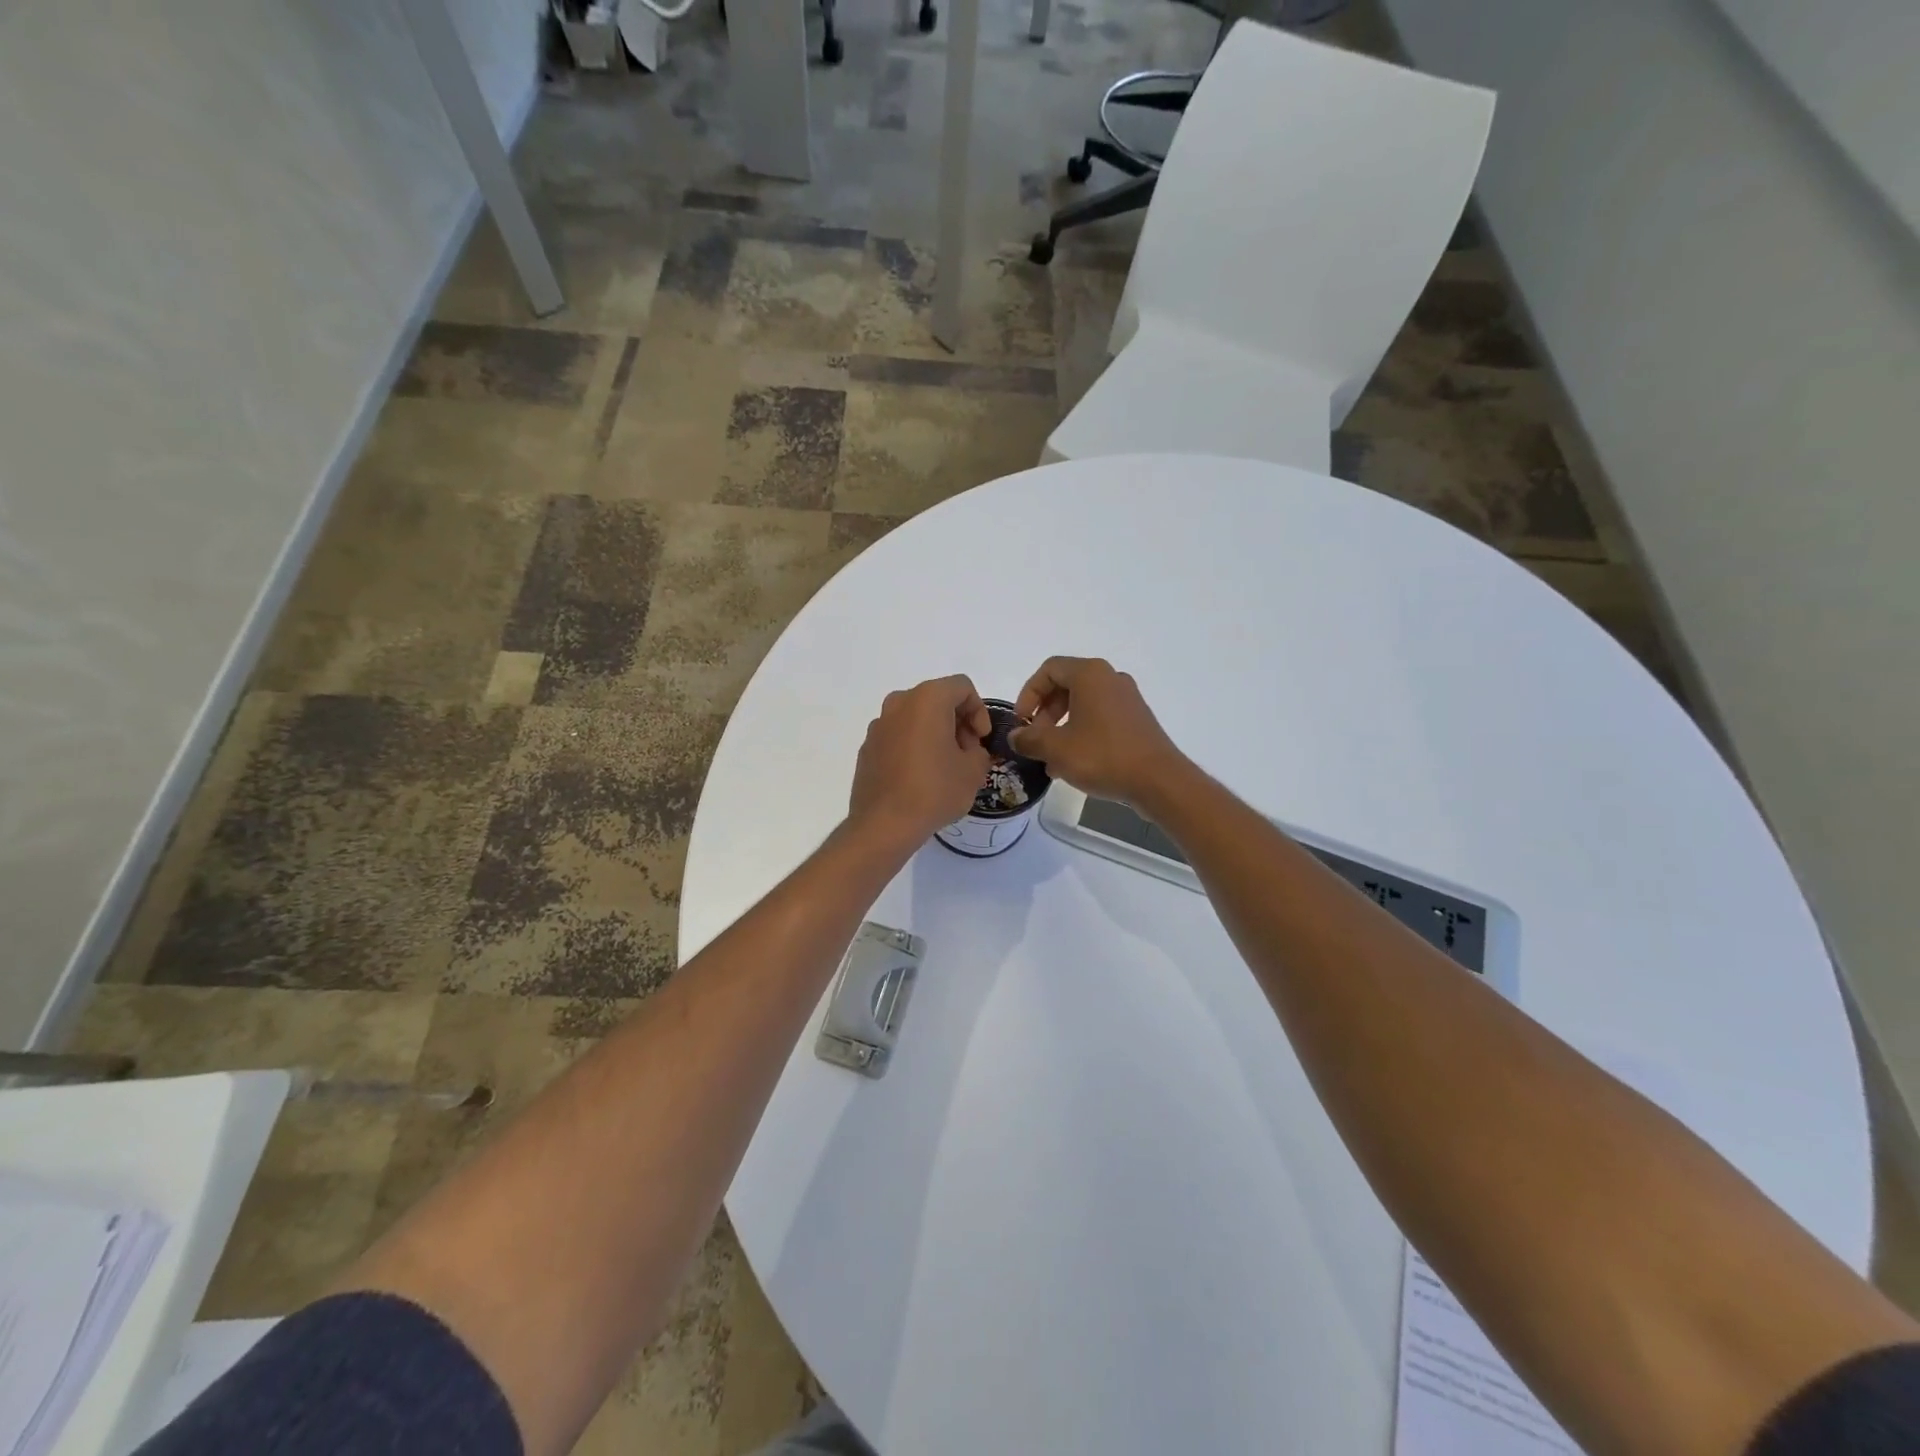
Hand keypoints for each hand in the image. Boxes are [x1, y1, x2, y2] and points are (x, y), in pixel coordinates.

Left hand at [849, 676, 992, 845]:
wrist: (884, 824)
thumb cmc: (934, 791)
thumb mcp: (973, 771)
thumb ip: (978, 750)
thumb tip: (968, 749)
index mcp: (927, 699)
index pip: (962, 687)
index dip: (979, 711)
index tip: (981, 739)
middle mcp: (899, 703)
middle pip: (937, 698)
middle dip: (957, 721)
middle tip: (967, 752)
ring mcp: (879, 725)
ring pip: (915, 717)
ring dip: (935, 733)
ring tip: (945, 766)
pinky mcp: (867, 747)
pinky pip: (898, 735)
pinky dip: (913, 745)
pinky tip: (920, 776)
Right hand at [1010, 657, 1188, 805]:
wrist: (1159, 780)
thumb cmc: (1103, 756)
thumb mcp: (1056, 749)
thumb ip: (1029, 739)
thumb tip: (1015, 736)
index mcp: (1090, 674)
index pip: (1049, 669)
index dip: (1028, 694)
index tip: (1022, 721)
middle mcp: (1110, 678)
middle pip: (1066, 685)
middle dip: (1044, 712)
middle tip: (1035, 739)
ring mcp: (1127, 698)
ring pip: (1083, 704)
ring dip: (1061, 726)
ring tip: (1051, 758)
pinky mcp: (1137, 719)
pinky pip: (1100, 717)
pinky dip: (1081, 732)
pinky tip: (1074, 763)